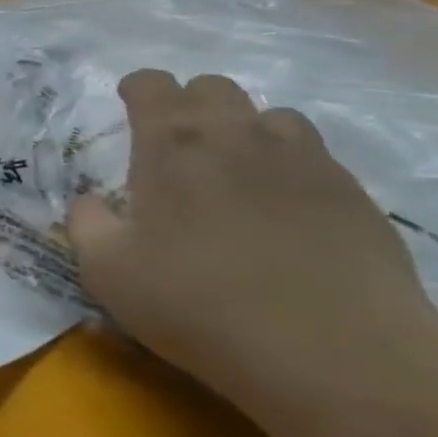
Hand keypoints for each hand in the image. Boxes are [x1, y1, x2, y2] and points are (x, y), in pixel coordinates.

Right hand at [68, 70, 437, 413]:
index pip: (151, 84)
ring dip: (245, 130)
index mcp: (171, 144)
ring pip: (268, 115)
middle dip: (189, 103)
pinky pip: (314, 155)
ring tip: (237, 172)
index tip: (129, 105)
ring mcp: (301, 157)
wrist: (333, 352)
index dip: (137, 89)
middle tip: (179, 146)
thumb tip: (89, 201)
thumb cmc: (200, 305)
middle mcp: (235, 133)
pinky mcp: (351, 190)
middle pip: (211, 87)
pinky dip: (291, 166)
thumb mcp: (109, 273)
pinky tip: (287, 208)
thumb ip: (86, 224)